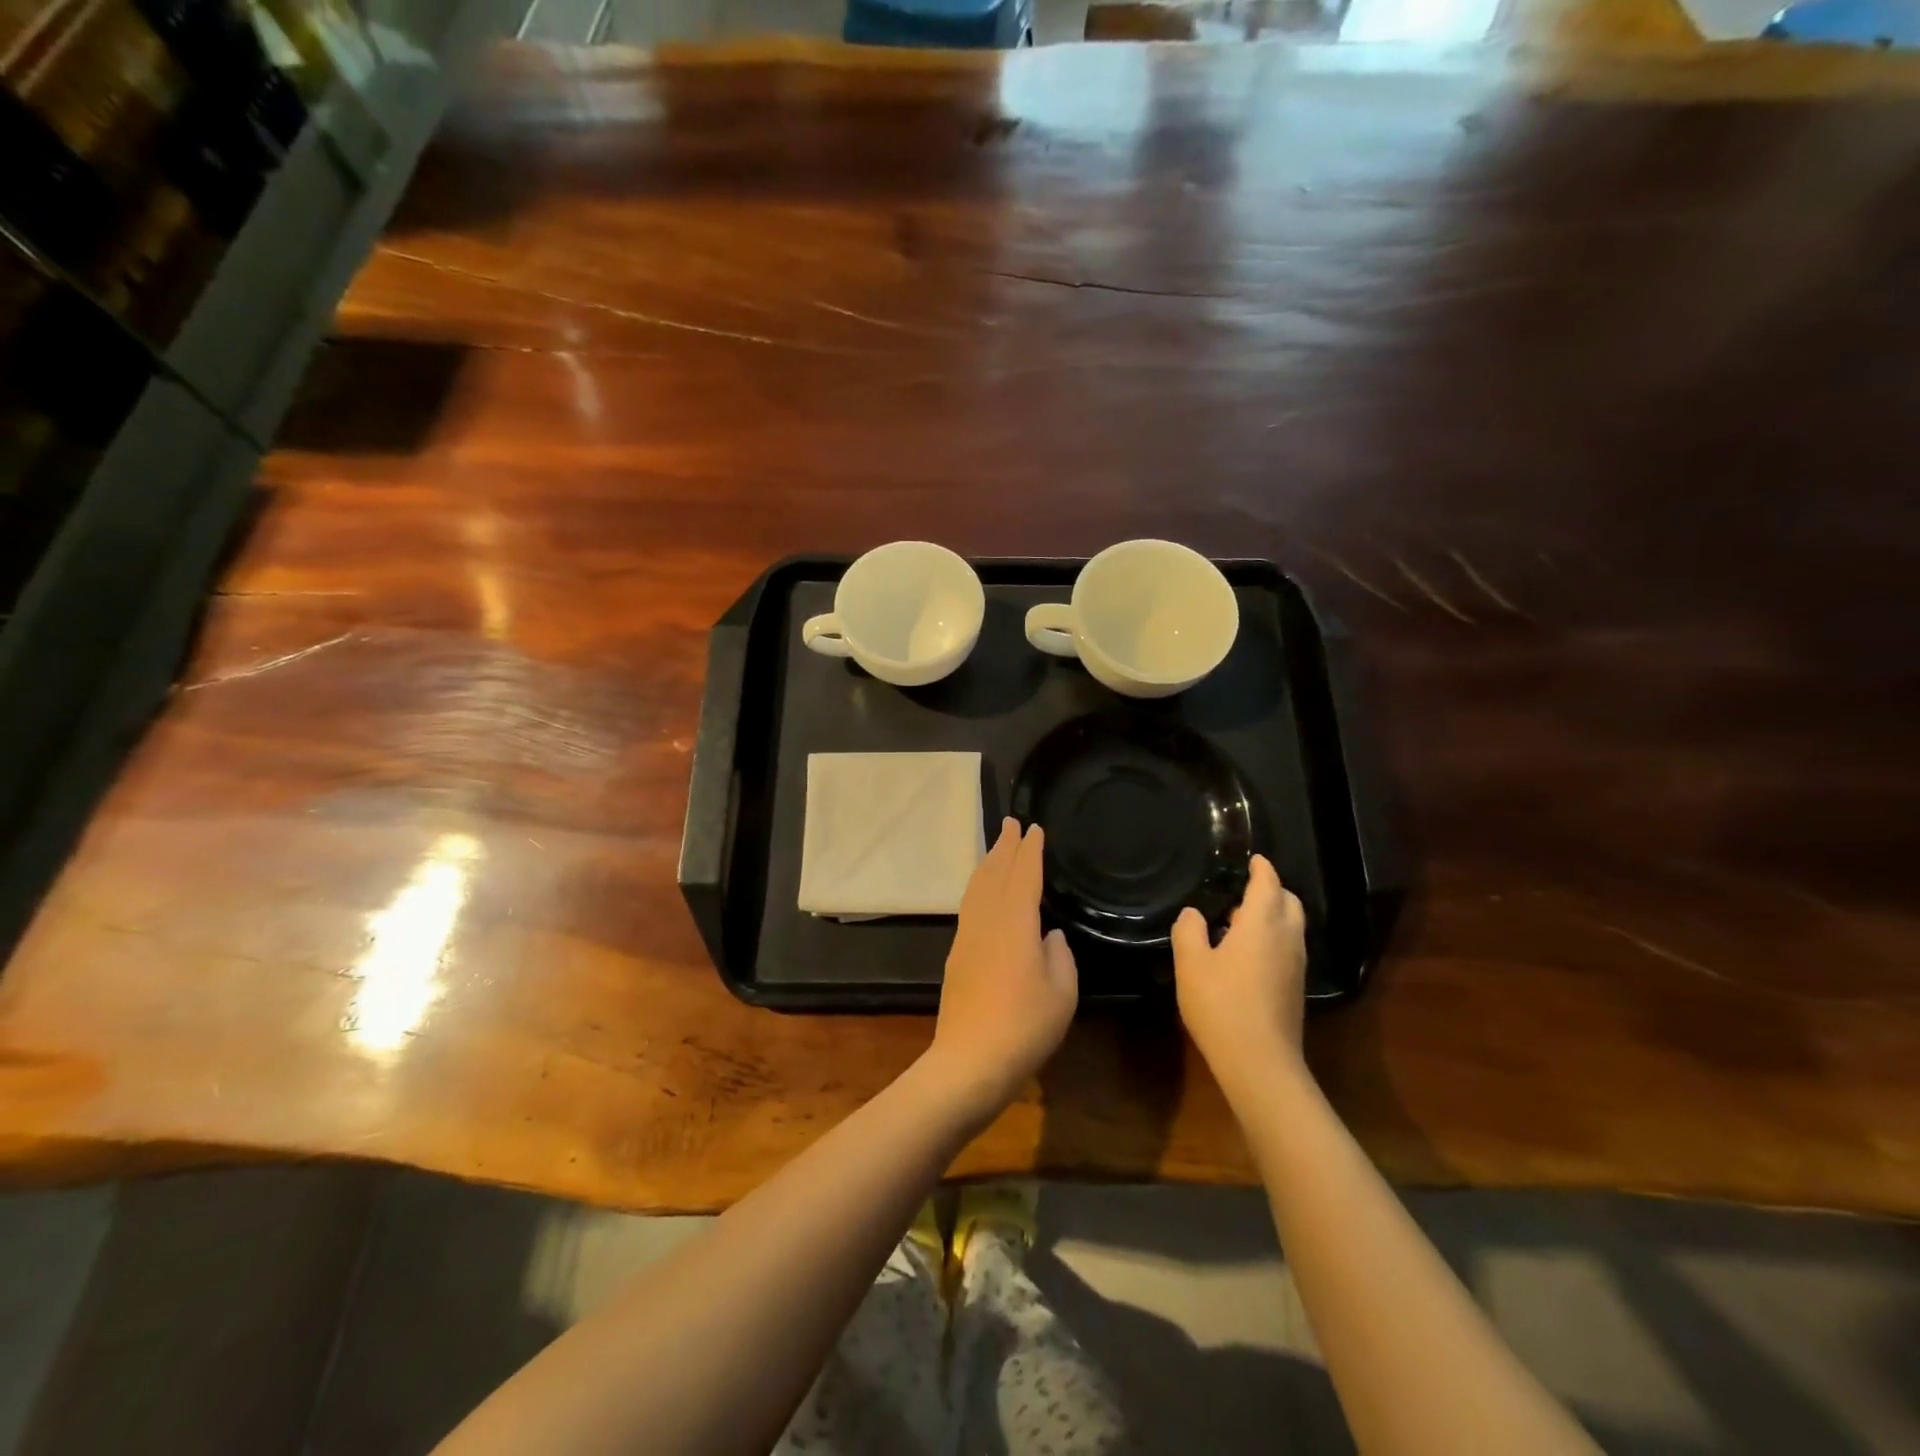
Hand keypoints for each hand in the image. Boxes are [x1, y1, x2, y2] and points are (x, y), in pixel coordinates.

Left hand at [925, 818, 1077, 1119]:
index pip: (1023, 874)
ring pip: (977, 888)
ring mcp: (967, 937)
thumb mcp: (1062, 993)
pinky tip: (984, 895)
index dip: (1030, 850)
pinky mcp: (957, 956)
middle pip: (994, 873)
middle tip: (1011, 823)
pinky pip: (970, 906)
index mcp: (1015, 922)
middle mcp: (987, 921)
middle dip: (1004, 846)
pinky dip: (979, 887)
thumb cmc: (1025, 1026)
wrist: (969, 1062)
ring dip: (989, 864)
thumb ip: (1060, 956)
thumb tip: (1050, 936)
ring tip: (998, 848)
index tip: (1034, 828)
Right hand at [1172, 855, 1306, 1098]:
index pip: (1268, 883)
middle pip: (1289, 902)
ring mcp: (1295, 965)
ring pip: (1291, 926)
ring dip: (1272, 915)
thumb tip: (1192, 913)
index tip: (1253, 859)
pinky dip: (1273, 937)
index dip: (1262, 868)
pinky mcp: (1295, 988)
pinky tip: (1246, 952)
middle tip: (1245, 888)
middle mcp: (1286, 938)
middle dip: (1272, 889)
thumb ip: (1189, 931)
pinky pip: (1288, 947)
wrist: (1259, 1062)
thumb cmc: (1221, 1004)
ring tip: (1239, 919)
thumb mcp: (1191, 964)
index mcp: (1262, 924)